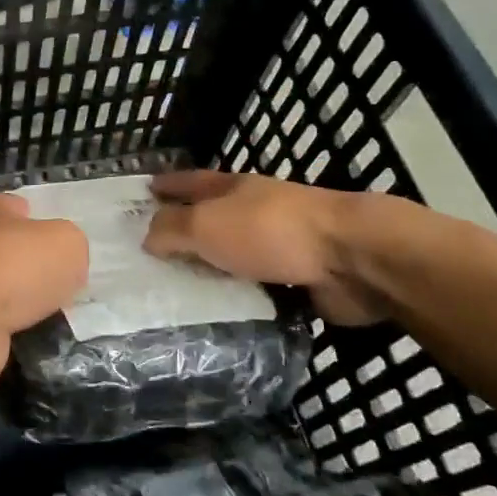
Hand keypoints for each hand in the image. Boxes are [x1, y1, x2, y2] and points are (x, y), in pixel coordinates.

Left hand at [0, 193, 88, 395]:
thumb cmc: (19, 265)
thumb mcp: (68, 244)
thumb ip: (70, 248)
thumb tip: (64, 265)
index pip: (9, 206)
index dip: (29, 215)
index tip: (49, 232)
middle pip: (5, 251)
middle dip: (29, 265)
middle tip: (64, 282)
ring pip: (2, 294)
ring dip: (23, 304)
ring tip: (57, 315)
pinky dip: (15, 336)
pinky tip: (38, 341)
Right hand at [143, 170, 387, 325]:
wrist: (351, 258)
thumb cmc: (270, 231)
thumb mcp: (207, 224)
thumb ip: (173, 229)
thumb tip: (147, 235)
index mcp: (234, 189)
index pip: (191, 181)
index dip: (168, 185)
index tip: (145, 189)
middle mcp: (255, 211)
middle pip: (213, 217)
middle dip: (186, 229)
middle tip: (152, 250)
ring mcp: (281, 244)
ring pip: (235, 255)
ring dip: (213, 267)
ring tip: (179, 288)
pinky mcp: (300, 278)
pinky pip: (258, 287)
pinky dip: (240, 296)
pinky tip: (221, 313)